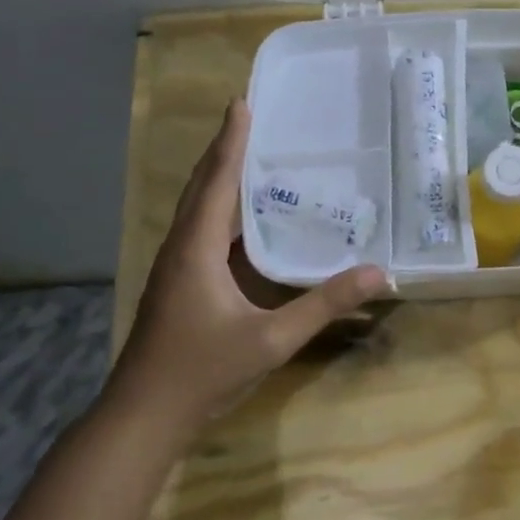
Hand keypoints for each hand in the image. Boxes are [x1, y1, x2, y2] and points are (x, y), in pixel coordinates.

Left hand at [112, 100, 386, 432]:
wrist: (142, 417)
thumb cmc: (202, 372)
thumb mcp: (272, 339)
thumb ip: (324, 304)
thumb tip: (377, 273)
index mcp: (196, 249)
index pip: (216, 182)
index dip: (231, 141)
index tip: (243, 102)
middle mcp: (180, 249)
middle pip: (202, 187)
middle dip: (225, 151)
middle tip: (253, 120)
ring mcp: (175, 268)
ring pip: (198, 210)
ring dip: (221, 179)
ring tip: (254, 158)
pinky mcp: (178, 285)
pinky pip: (201, 232)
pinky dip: (222, 211)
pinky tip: (246, 220)